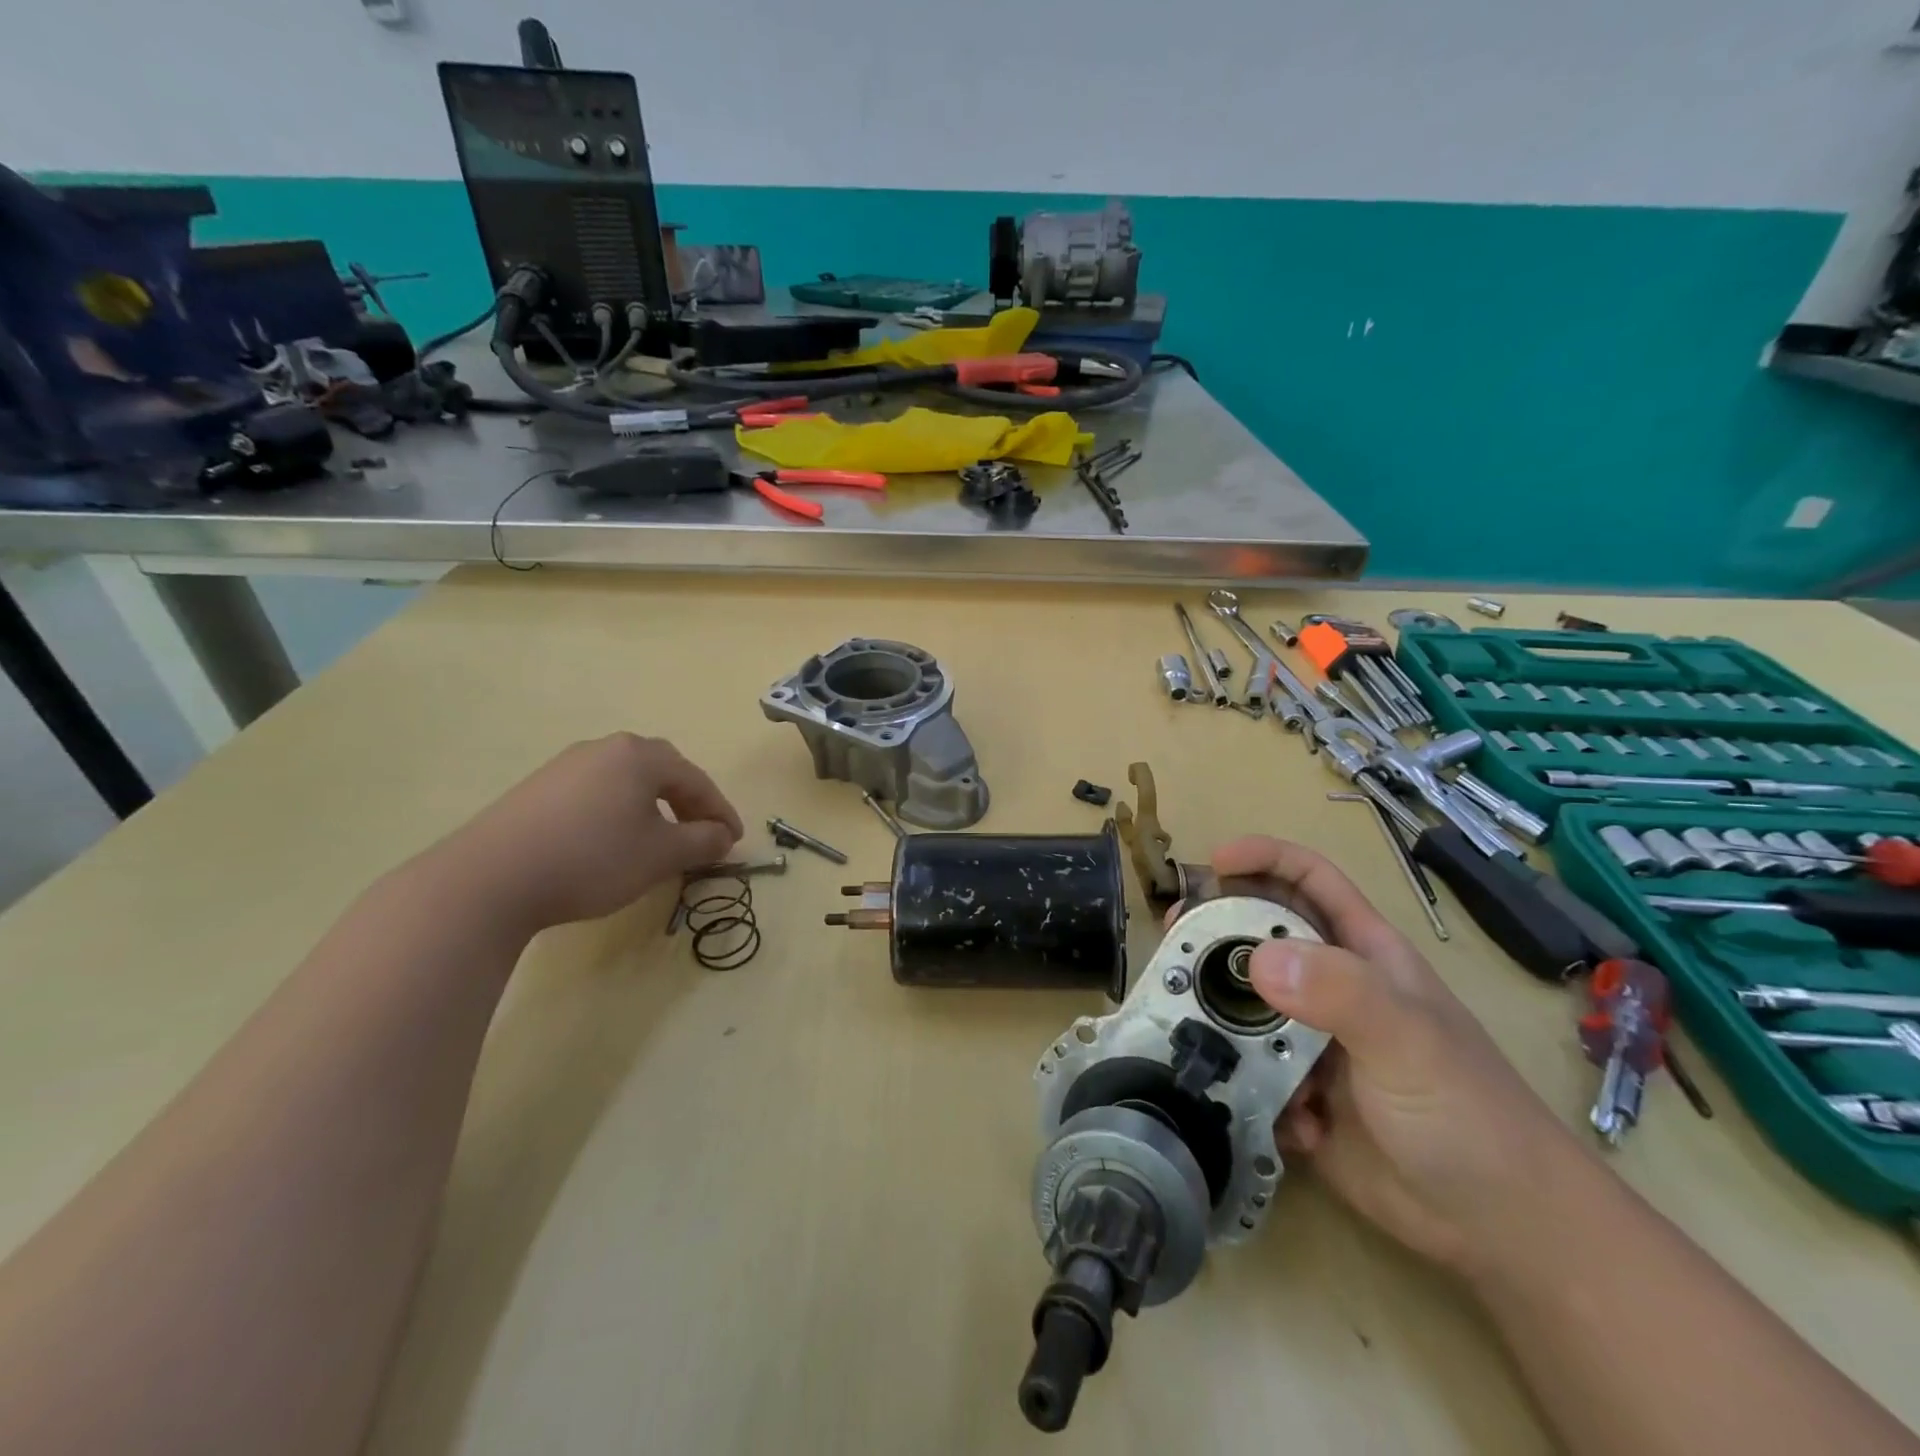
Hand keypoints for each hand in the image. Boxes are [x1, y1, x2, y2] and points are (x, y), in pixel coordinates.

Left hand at [451, 734, 743, 932]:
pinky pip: (596, 792)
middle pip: (662, 771)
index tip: (735, 840)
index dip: (721, 811)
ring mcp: (566, 765)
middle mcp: (604, 749)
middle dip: (688, 802)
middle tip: (702, 833)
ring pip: (627, 781)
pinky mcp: (538, 788)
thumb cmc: (592, 859)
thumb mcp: (660, 856)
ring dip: (653, 806)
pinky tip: (613, 841)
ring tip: (660, 839)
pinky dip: (619, 812)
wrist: (490, 878)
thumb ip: (702, 842)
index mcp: (639, 755)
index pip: (696, 779)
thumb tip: (723, 836)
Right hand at [1214, 836, 1575, 1275]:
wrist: (1500, 1229)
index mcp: (1362, 954)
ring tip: (1184, 1021)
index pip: (1309, 880)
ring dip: (1213, 1011)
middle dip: (1215, 930)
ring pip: (1241, 1004)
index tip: (1214, 860)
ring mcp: (1308, 1041)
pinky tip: (1260, 1107)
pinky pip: (1245, 1069)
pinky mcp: (1293, 1093)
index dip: (1264, 858)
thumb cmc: (1468, 1112)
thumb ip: (1340, 992)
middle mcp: (1329, 988)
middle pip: (1259, 936)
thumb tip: (1257, 958)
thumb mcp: (1409, 1039)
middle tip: (1173, 938)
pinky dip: (1240, 1081)